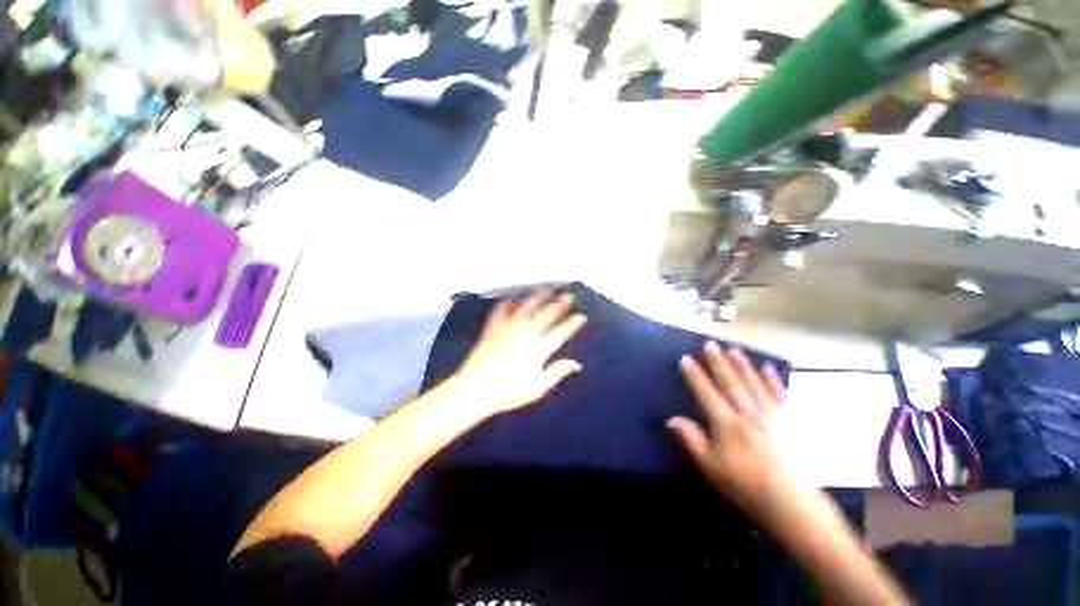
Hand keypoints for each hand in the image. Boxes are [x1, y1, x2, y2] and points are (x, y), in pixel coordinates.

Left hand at [453, 291, 586, 416]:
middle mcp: (526, 332)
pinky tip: (515, 298)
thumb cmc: (509, 392)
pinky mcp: (493, 326)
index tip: (581, 316)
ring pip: (528, 306)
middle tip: (569, 295)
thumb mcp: (538, 387)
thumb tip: (577, 364)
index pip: (561, 332)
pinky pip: (503, 309)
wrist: (475, 388)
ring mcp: (509, 327)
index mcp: (539, 348)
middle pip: (547, 314)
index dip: (573, 323)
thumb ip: (557, 372)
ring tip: (548, 289)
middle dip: (560, 303)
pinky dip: (510, 302)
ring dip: (540, 297)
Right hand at [668, 342, 800, 516]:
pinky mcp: (789, 420)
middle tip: (709, 344)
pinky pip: (778, 393)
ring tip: (733, 348)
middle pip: (730, 382)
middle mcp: (748, 413)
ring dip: (741, 364)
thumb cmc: (745, 486)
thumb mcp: (710, 467)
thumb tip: (670, 419)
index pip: (706, 392)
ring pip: (753, 382)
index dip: (694, 375)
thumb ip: (691, 439)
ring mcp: (771, 415)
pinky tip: (767, 367)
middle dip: (718, 362)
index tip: (685, 358)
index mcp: (727, 424)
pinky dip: (771, 379)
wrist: (793, 505)